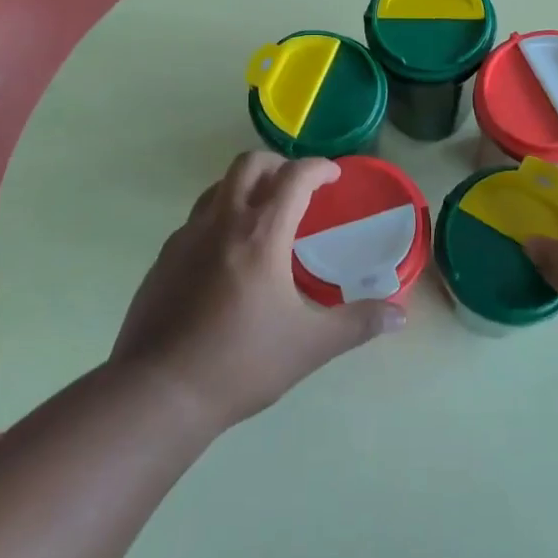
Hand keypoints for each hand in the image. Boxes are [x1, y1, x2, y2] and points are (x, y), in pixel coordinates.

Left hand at [110, 153, 403, 431]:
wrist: (158, 393)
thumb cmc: (240, 363)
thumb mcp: (309, 345)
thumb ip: (357, 324)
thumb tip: (399, 315)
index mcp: (261, 234)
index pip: (294, 177)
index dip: (318, 168)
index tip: (333, 176)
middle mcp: (222, 222)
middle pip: (249, 164)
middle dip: (278, 164)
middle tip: (296, 187)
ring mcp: (186, 237)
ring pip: (218, 187)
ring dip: (245, 186)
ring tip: (263, 215)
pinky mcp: (164, 258)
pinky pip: (196, 219)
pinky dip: (219, 217)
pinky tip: (226, 255)